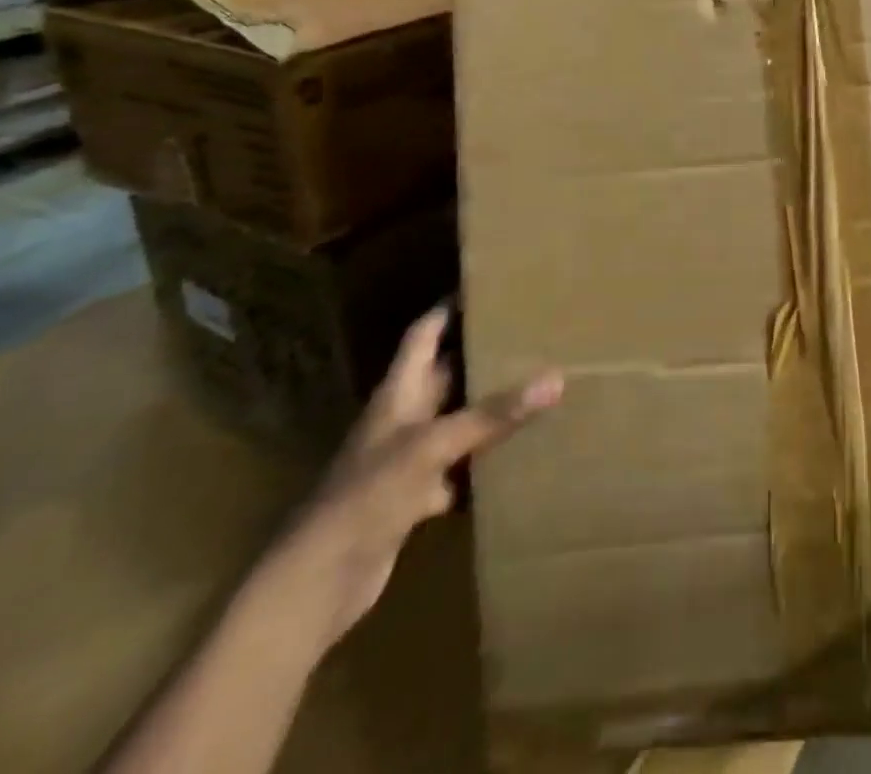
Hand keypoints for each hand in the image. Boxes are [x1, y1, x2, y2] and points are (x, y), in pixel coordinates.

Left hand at [251, 305, 562, 655]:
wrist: (315, 585)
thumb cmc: (366, 497)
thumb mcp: (432, 446)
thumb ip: (493, 414)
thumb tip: (555, 379)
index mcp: (398, 393)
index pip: (425, 334)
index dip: (450, 308)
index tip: (488, 286)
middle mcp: (403, 418)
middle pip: (446, 374)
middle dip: (482, 354)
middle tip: (531, 332)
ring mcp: (407, 460)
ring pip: (456, 421)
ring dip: (488, 408)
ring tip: (536, 383)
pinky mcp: (413, 500)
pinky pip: (458, 469)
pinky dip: (484, 464)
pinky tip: (518, 457)